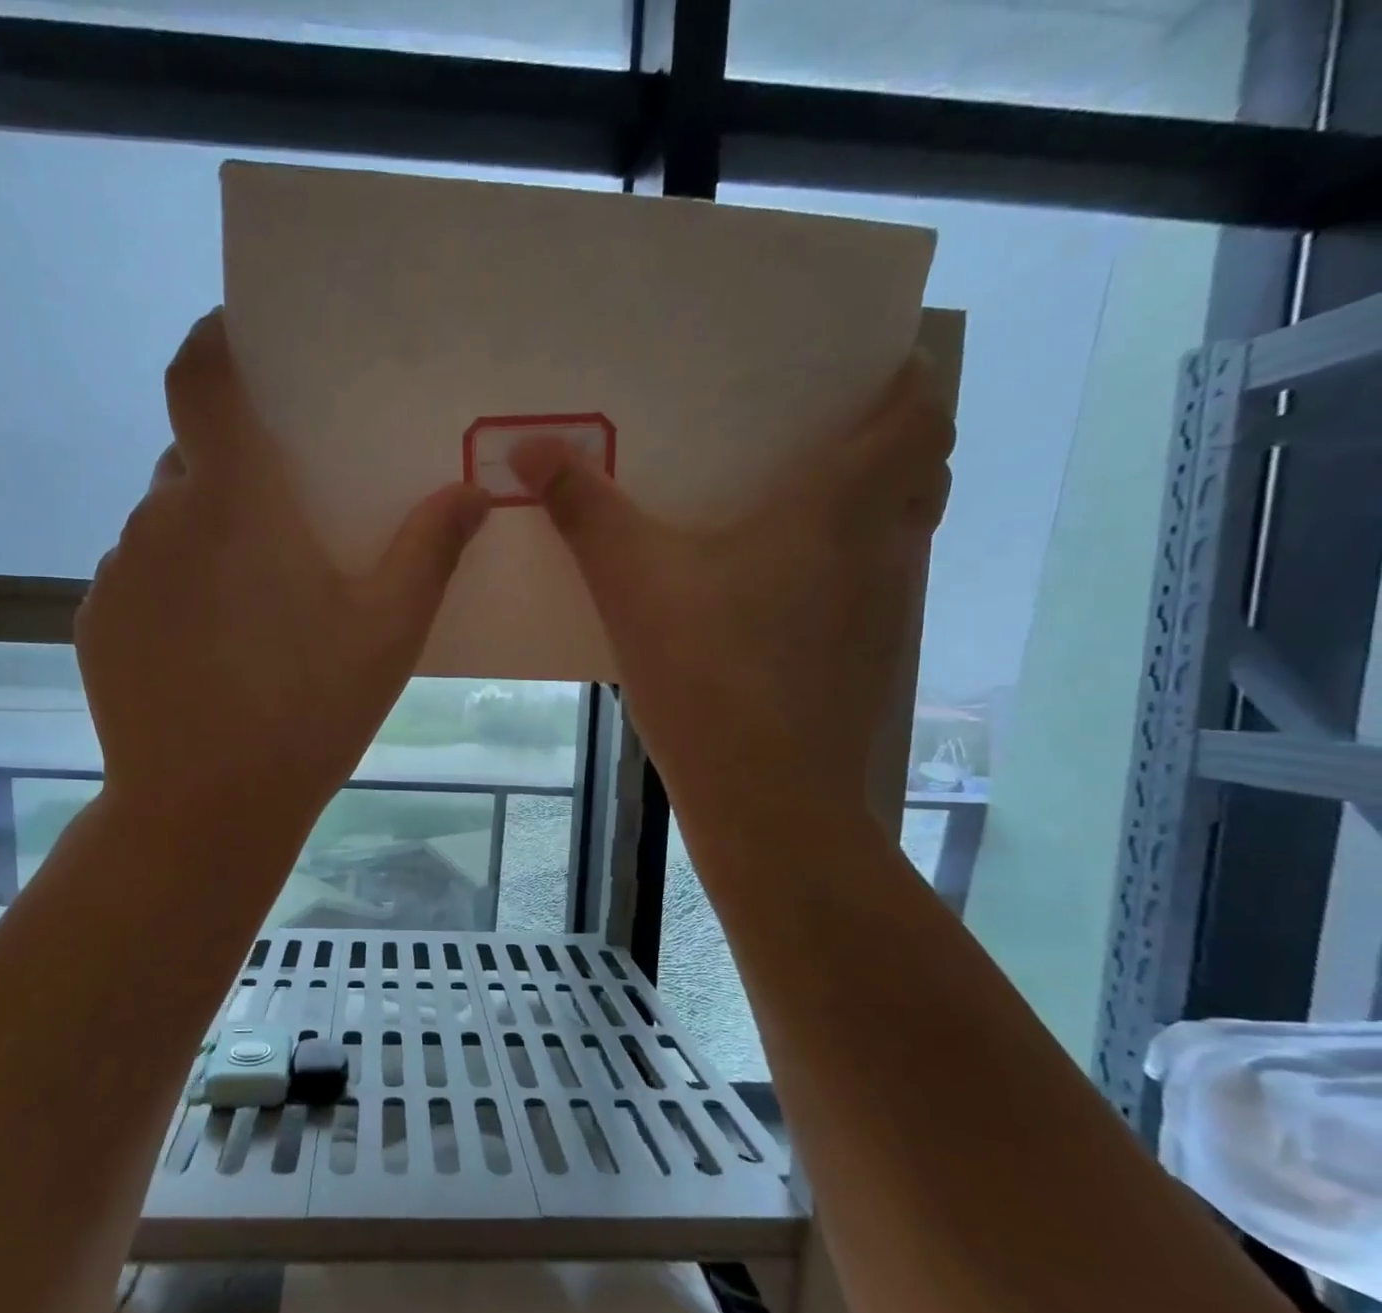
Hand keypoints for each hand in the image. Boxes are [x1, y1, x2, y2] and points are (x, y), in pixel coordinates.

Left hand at [76, 310, 490, 841]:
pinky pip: (141, 577)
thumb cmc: (306, 712)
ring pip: (165, 523)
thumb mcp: (388, 632)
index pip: (199, 377)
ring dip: (206, 539)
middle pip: (193, 460)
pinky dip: (175, 588)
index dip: (215, 343)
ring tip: (253, 605)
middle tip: (286, 524)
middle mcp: (159, 518)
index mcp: (232, 502)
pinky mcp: (96, 621)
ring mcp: (117, 572)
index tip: (243, 343)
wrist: (204, 810)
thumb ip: (430, 550)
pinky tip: (211, 651)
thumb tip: (473, 491)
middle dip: (236, 474)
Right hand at [510, 357, 953, 837]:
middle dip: (888, 443)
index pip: (923, 412)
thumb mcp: (632, 582)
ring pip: (901, 536)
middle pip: (923, 470)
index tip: (857, 373)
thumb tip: (529, 444)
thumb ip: (584, 509)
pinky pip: (872, 592)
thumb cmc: (709, 673)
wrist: (767, 799)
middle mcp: (884, 550)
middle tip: (815, 439)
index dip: (906, 381)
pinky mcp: (869, 665)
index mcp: (842, 507)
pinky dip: (844, 574)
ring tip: (792, 513)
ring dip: (868, 511)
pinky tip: (775, 601)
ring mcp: (887, 615)